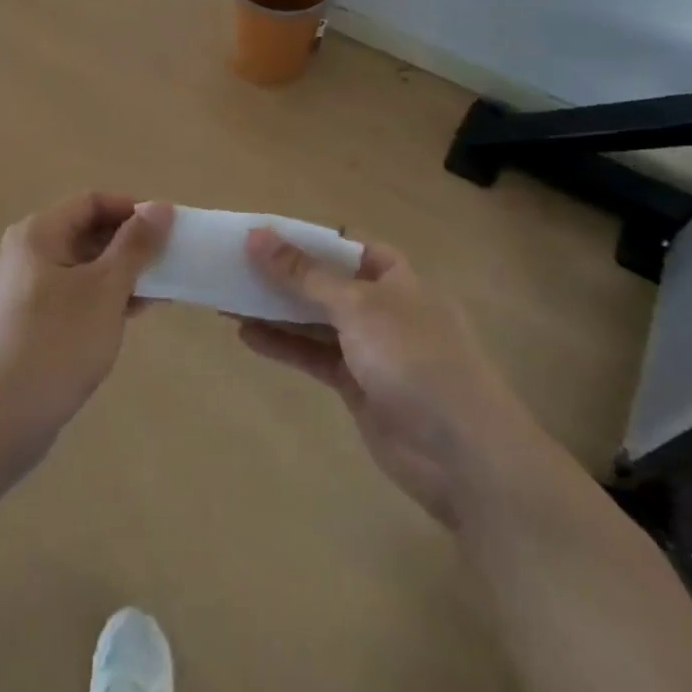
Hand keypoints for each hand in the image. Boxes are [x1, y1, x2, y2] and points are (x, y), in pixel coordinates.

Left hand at [0, 194, 170, 465]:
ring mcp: (21, 290)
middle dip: (128, 244)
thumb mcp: (105, 289)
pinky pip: (69, 294)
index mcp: (38, 233)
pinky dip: (99, 298)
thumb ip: (135, 245)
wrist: (0, 419)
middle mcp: (24, 253)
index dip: (132, 209)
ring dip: (118, 273)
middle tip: (167, 262)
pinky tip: (129, 316)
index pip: (91, 201)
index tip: (167, 229)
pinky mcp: (24, 323)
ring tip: (158, 292)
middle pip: (83, 231)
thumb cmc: (57, 342)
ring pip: (79, 266)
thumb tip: (160, 206)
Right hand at [236, 229, 530, 525]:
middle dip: (281, 274)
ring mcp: (369, 348)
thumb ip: (304, 274)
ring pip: (313, 319)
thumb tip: (257, 235)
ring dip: (274, 309)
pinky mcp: (357, 385)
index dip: (302, 238)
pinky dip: (282, 345)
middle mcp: (381, 307)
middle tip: (231, 265)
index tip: (258, 235)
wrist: (464, 456)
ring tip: (226, 297)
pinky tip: (246, 335)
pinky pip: (312, 355)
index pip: (341, 245)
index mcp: (393, 277)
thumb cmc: (415, 361)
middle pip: (323, 281)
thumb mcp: (357, 307)